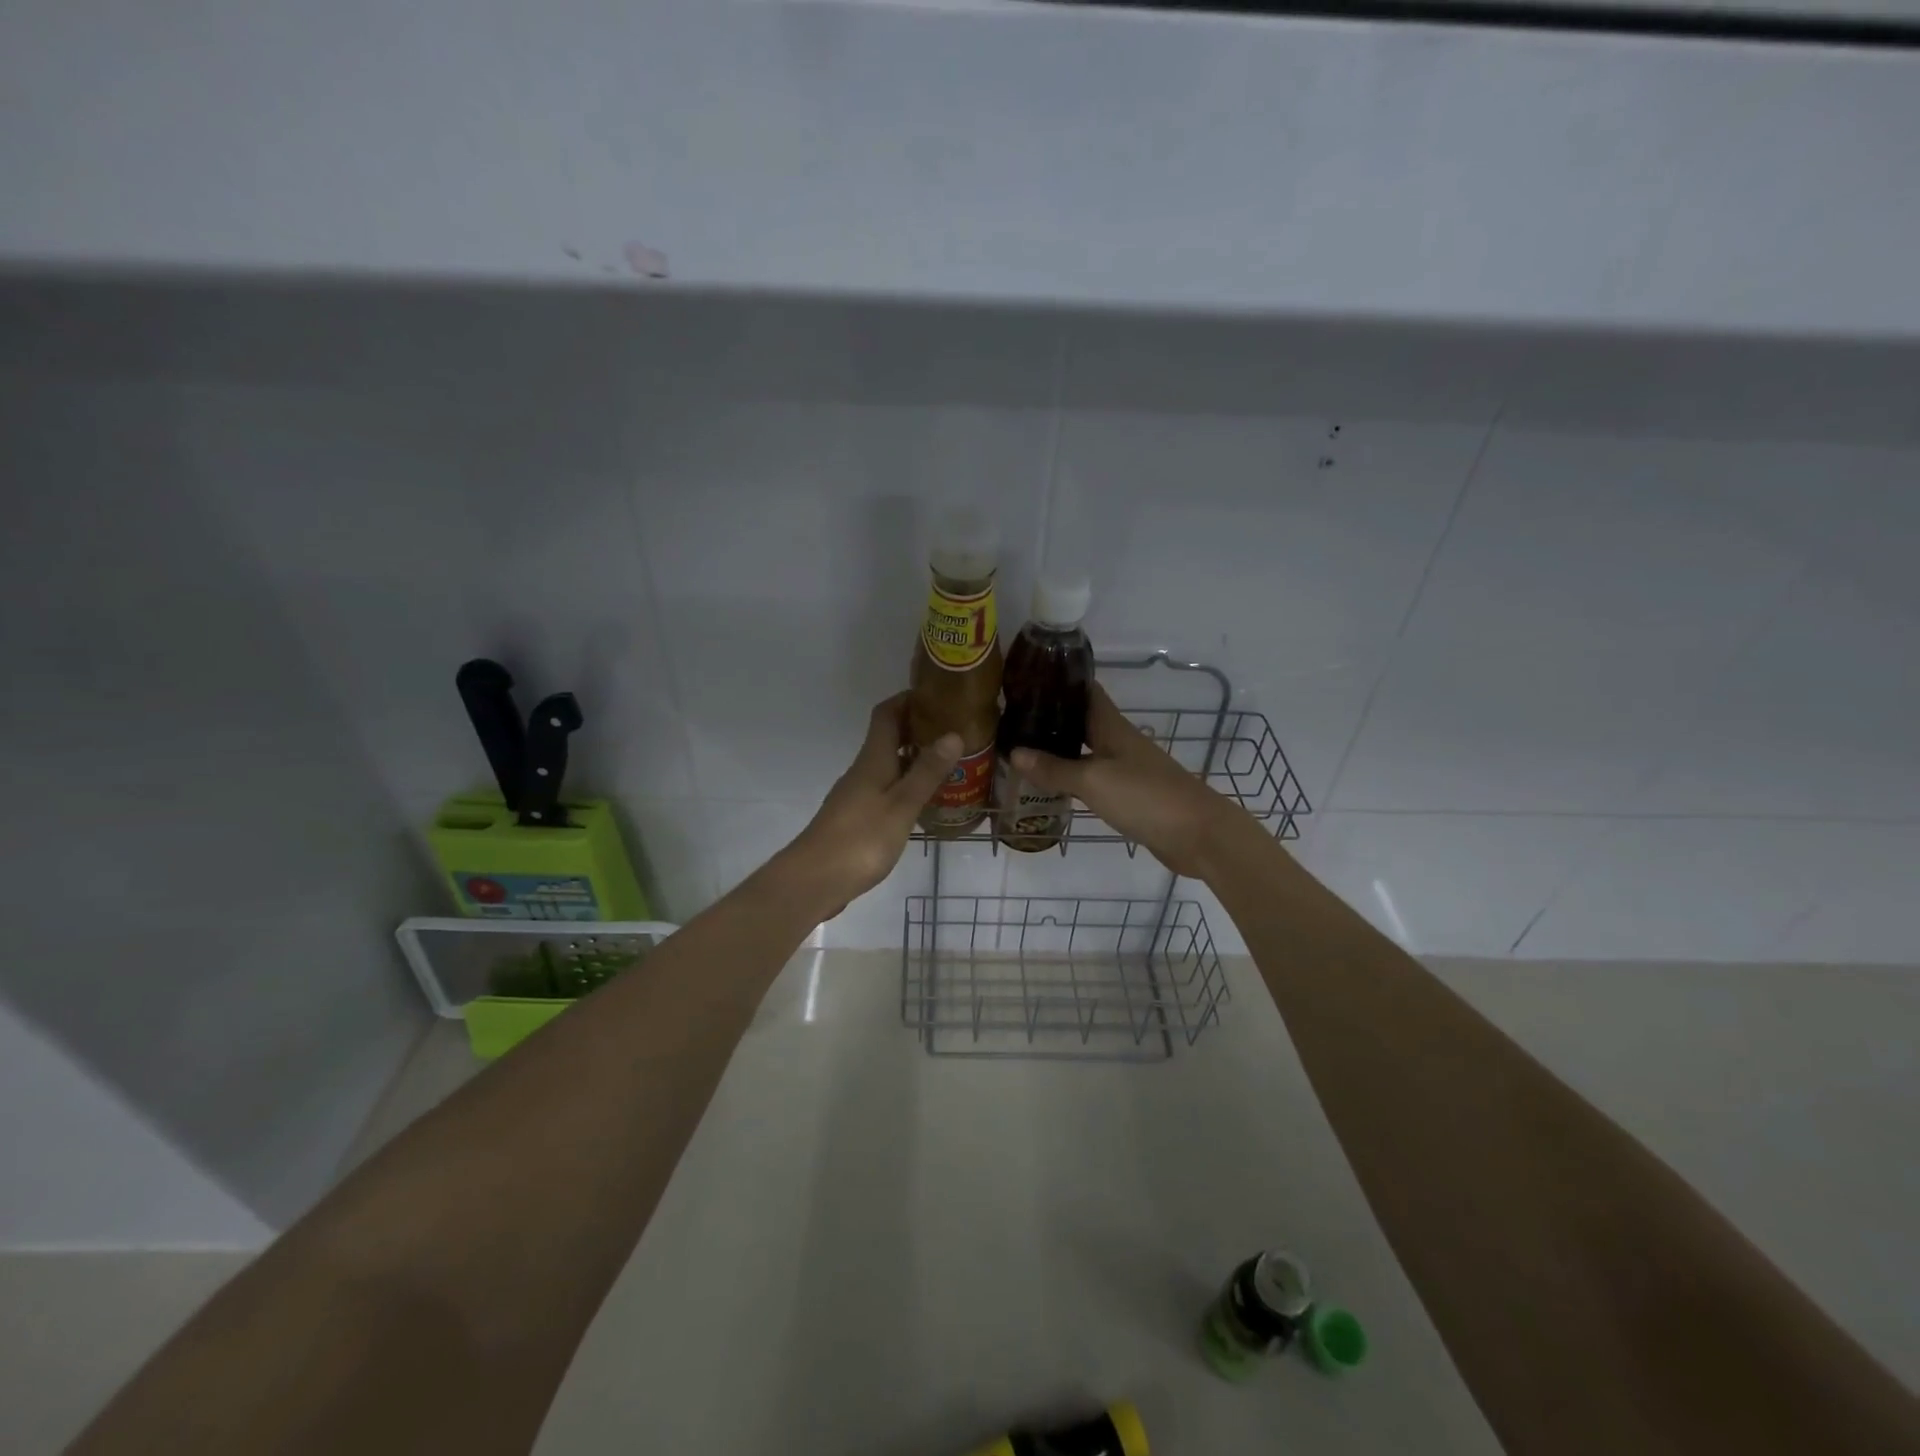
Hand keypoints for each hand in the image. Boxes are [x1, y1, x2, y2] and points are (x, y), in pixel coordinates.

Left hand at [768, 694, 960, 919]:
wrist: (814, 880)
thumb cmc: (860, 839)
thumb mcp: (902, 805)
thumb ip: (926, 772)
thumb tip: (952, 733)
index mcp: (873, 759)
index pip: (887, 714)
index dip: (908, 699)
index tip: (937, 694)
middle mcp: (863, 770)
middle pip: (889, 738)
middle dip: (919, 729)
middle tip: (956, 731)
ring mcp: (857, 795)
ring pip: (889, 765)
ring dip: (915, 759)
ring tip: (950, 765)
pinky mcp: (856, 818)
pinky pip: (886, 789)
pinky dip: (907, 785)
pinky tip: (926, 801)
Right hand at [1010, 684, 1251, 879]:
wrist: (1198, 835)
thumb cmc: (1145, 797)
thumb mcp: (1093, 781)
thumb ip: (1054, 769)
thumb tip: (1014, 752)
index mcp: (1112, 728)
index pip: (1086, 692)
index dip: (1060, 683)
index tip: (1027, 680)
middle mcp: (1120, 743)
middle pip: (1083, 722)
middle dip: (1052, 718)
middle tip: (1013, 721)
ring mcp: (1127, 769)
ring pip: (1087, 751)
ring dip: (1060, 749)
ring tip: (1024, 751)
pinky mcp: (1131, 795)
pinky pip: (1095, 778)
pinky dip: (1073, 778)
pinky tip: (1053, 786)